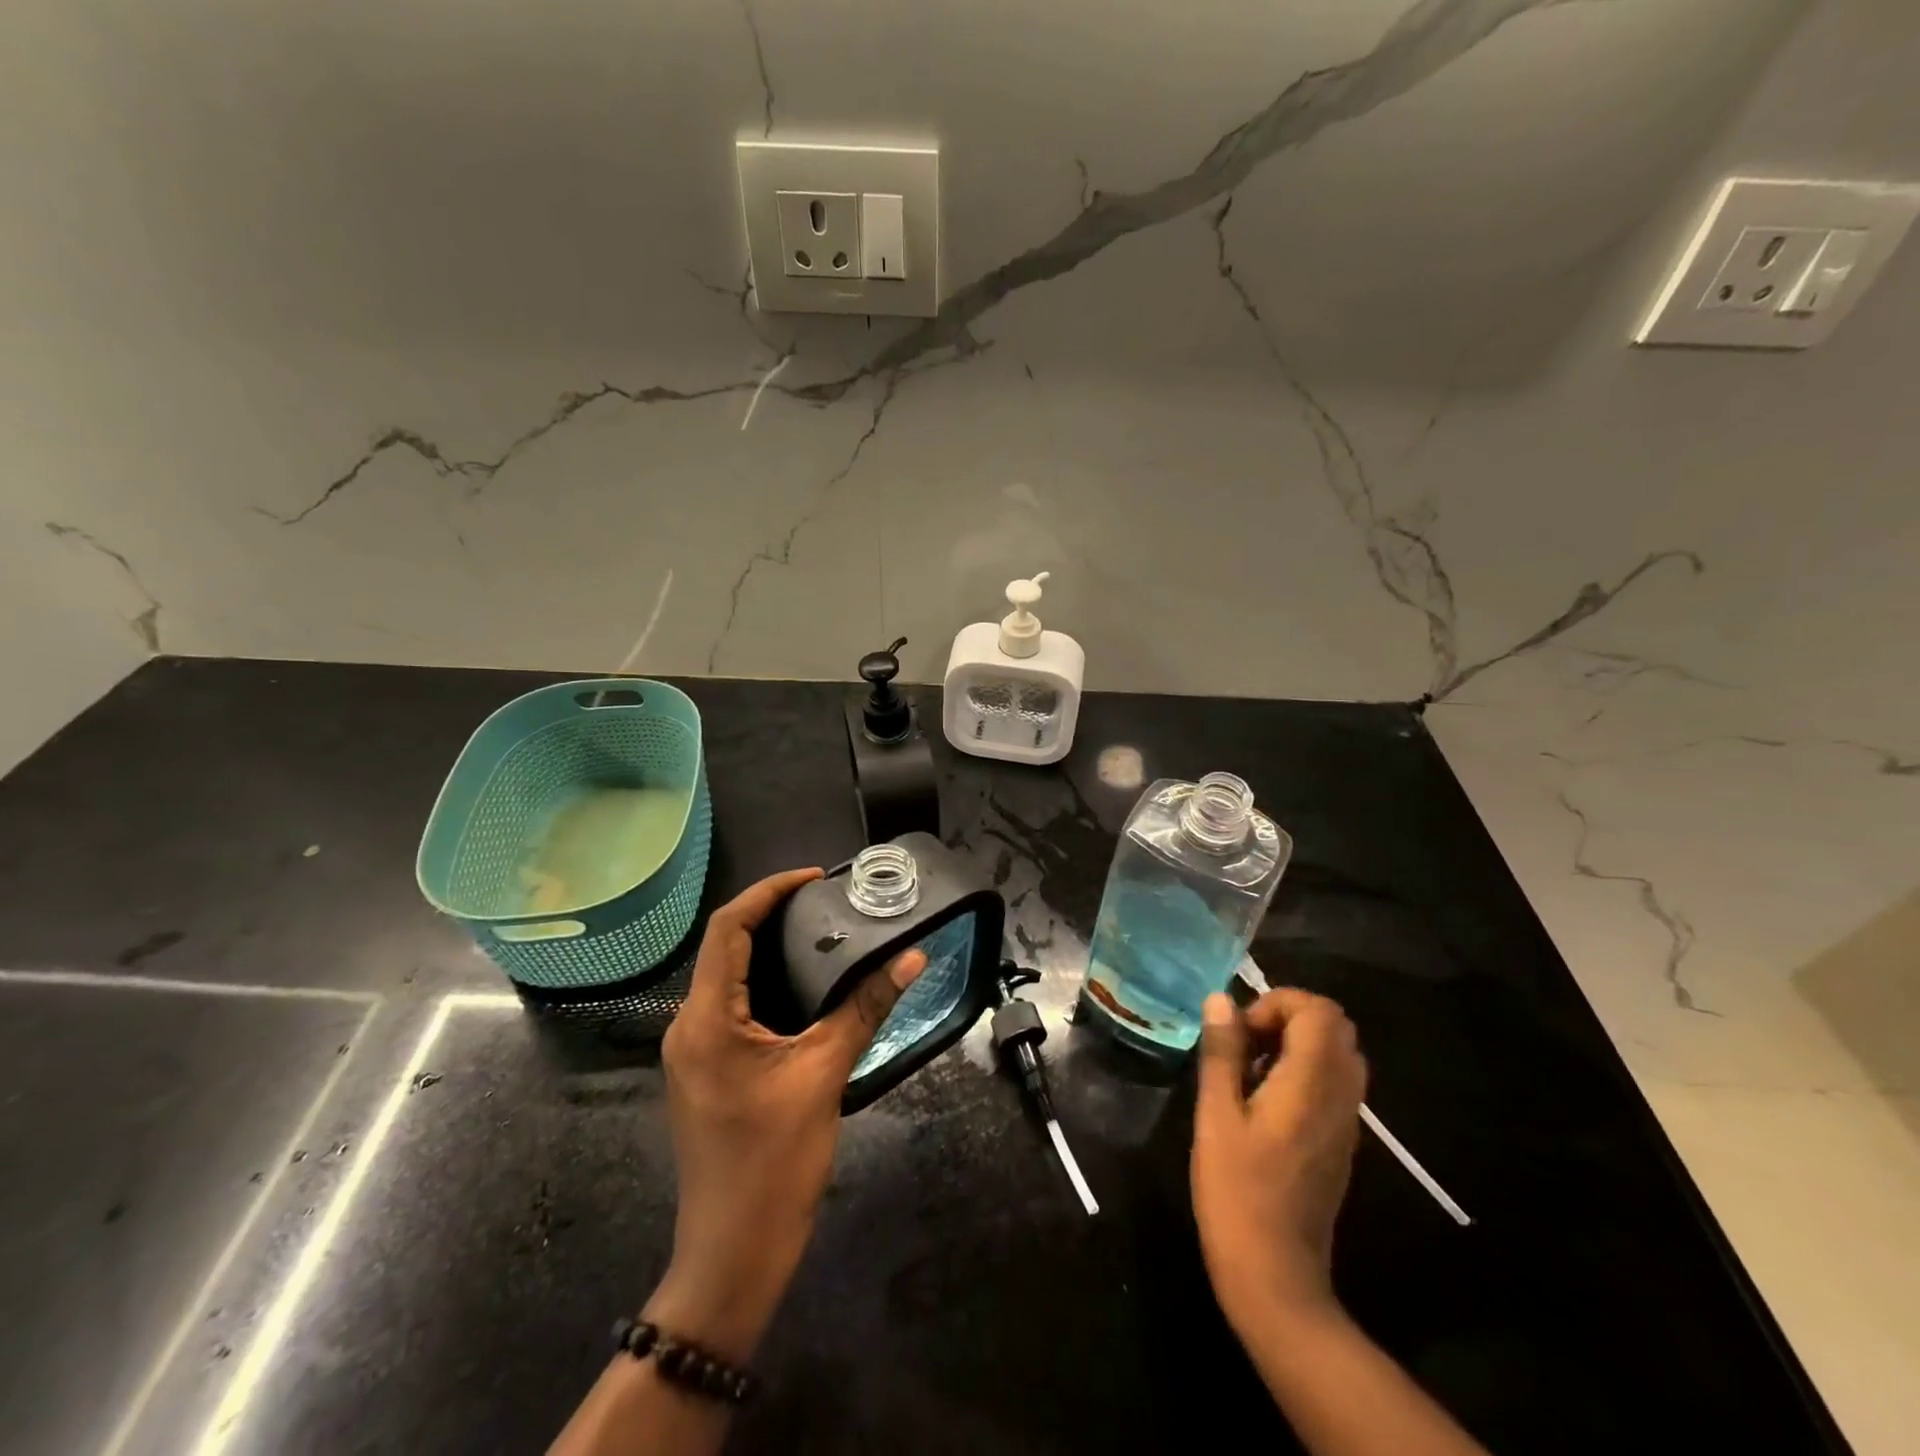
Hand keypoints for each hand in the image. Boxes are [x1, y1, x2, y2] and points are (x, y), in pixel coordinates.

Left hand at [647, 868, 925, 1361]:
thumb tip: (912, 957)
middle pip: (725, 947)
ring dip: (768, 949)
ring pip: (727, 977)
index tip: (815, 877)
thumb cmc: (774, 1162)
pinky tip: (804, 986)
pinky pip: (731, 1007)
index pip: (729, 928)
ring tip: (821, 932)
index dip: (769, 891)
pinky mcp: (706, 1070)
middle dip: (770, 915)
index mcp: (706, 1018)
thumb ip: (866, 1007)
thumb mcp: (825, 1074)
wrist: (734, 1253)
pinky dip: (765, 983)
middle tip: (826, 901)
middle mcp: (689, 1025)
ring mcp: (693, 1051)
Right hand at [1190, 988, 1367, 1332]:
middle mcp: (1340, 1095)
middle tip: (1244, 1042)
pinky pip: (1334, 1082)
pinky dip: (1304, 1070)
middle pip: (1335, 1026)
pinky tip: (1263, 1100)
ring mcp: (1346, 1121)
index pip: (1318, 1010)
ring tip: (1250, 1067)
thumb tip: (1221, 999)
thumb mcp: (1215, 1116)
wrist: (1276, 1276)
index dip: (1277, 1003)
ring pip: (1338, 1053)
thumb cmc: (1236, 1191)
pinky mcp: (1340, 1141)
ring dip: (1296, 1043)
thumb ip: (1221, 1052)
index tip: (1240, 1031)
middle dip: (1287, 1017)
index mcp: (1311, 1083)